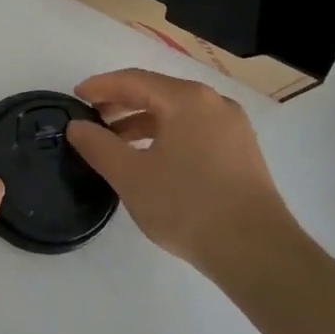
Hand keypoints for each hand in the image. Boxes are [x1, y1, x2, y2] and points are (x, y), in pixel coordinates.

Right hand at [64, 68, 295, 274]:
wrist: (258, 253)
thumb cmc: (188, 207)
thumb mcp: (131, 176)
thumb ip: (98, 146)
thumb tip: (76, 126)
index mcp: (187, 99)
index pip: (133, 80)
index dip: (101, 86)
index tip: (76, 96)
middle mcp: (213, 103)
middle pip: (157, 92)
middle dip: (121, 103)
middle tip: (92, 118)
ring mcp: (233, 127)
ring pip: (177, 112)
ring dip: (143, 121)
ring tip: (116, 142)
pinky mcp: (242, 151)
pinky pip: (195, 129)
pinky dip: (167, 134)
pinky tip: (152, 158)